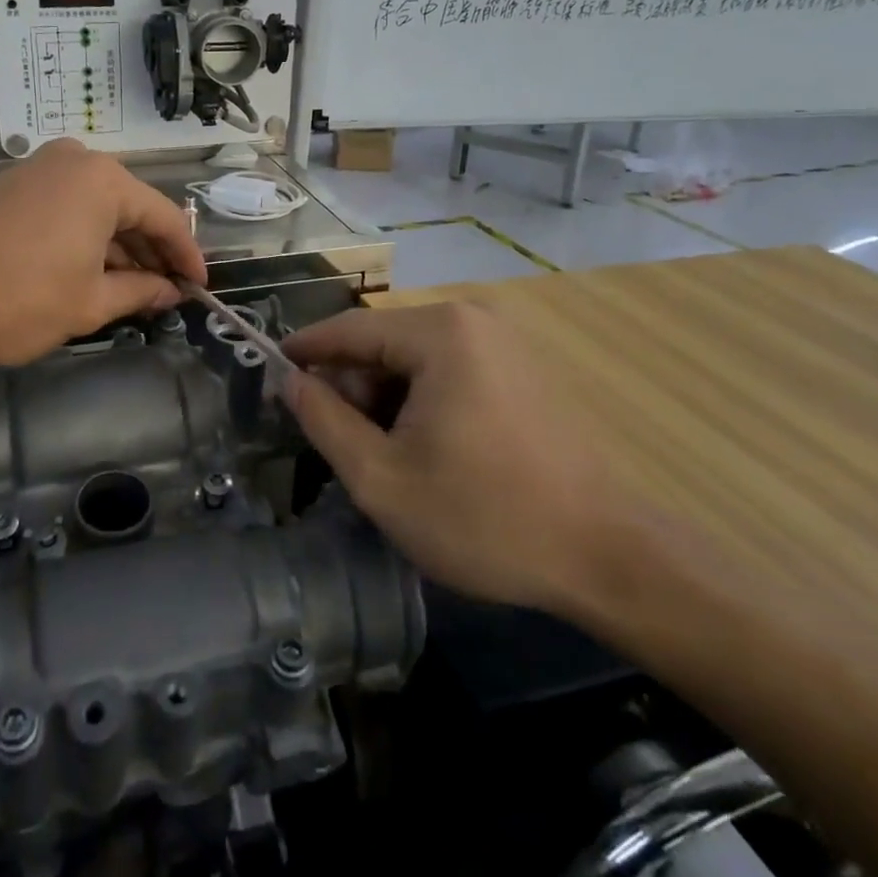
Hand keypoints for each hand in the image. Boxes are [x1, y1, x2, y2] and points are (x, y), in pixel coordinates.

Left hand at [0, 140, 205, 364]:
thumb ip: (141, 292)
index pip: (165, 218)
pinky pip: (67, 209)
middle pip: (131, 209)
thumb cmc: (19, 296)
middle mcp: (75, 161)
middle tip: (168, 293)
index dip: (187, 256)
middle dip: (152, 253)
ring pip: (98, 209)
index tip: (201, 288)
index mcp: (104, 180)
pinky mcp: (12, 186)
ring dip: (118, 249)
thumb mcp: (90, 302)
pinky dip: (87, 240)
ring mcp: (39, 169)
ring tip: (133, 291)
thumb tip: (171, 291)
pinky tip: (93, 273)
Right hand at [282, 303, 614, 614]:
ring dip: (388, 400)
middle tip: (338, 445)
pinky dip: (424, 402)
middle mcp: (473, 320)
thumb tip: (290, 382)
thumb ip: (324, 421)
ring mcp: (506, 343)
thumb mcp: (382, 479)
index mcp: (438, 333)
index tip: (269, 371)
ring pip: (417, 360)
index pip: (348, 329)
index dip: (304, 351)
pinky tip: (429, 452)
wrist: (609, 556)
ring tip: (386, 459)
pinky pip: (452, 371)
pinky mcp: (525, 370)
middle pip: (384, 344)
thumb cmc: (484, 517)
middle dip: (353, 388)